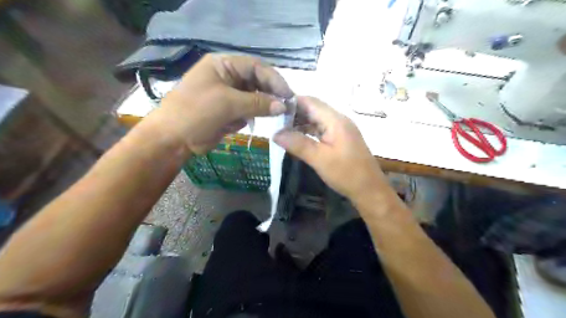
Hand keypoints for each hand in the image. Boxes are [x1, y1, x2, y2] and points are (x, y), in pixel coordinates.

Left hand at [156, 52, 294, 153]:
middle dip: (269, 96)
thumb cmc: (196, 112)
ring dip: (260, 108)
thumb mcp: (228, 103)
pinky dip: (249, 117)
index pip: (256, 67)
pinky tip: (242, 123)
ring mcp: (228, 95)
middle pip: (257, 82)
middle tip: (285, 109)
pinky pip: (247, 111)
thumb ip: (258, 103)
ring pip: (254, 98)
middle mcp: (227, 77)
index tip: (289, 96)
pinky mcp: (229, 111)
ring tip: (267, 117)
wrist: (173, 139)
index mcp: (223, 65)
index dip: (274, 80)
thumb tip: (284, 106)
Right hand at [274, 96, 388, 201]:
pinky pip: (322, 129)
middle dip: (294, 113)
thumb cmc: (346, 174)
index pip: (310, 101)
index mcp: (335, 120)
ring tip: (282, 129)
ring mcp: (341, 129)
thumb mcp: (319, 159)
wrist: (369, 190)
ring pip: (317, 119)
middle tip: (275, 121)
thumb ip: (298, 144)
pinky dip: (309, 131)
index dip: (291, 102)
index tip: (274, 109)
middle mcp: (339, 120)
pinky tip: (297, 137)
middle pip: (314, 108)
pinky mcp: (341, 138)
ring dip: (301, 122)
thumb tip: (275, 134)